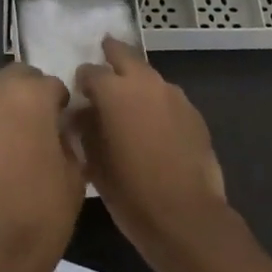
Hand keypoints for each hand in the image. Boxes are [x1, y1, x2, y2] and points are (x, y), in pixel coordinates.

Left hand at [0, 63, 85, 271]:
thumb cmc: (43, 212)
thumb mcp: (75, 174)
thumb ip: (68, 139)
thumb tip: (61, 129)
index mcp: (31, 97)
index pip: (51, 83)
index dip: (61, 102)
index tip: (65, 123)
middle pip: (15, 78)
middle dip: (29, 92)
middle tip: (41, 123)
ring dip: (6, 110)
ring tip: (17, 144)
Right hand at [75, 37, 228, 262]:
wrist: (187, 217)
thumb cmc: (131, 193)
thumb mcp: (94, 163)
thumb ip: (84, 129)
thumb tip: (81, 113)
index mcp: (114, 91)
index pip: (90, 71)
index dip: (82, 81)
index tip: (78, 93)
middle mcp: (145, 83)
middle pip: (124, 55)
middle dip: (111, 55)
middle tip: (103, 59)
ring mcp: (173, 95)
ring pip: (149, 76)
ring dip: (136, 82)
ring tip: (128, 103)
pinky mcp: (194, 113)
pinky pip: (168, 98)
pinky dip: (156, 103)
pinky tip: (153, 126)